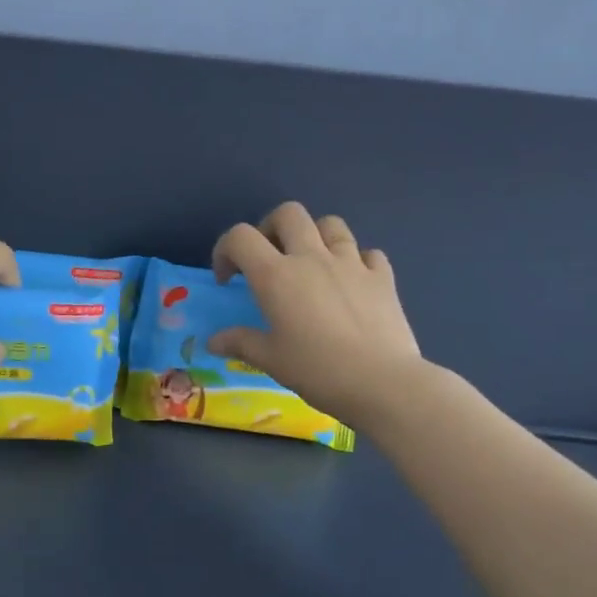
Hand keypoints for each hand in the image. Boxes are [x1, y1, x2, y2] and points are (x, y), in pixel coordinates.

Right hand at [208, 202, 421, 426]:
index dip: (226, 250)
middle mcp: (312, 258)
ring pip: (330, 224)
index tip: (228, 279)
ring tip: (312, 263)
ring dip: (315, 235)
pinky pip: (368, 253)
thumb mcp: (271, 360)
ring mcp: (351, 263)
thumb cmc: (318, 370)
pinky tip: (353, 282)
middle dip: (271, 228)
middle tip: (269, 257)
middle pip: (288, 214)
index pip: (240, 237)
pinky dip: (357, 261)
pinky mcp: (382, 277)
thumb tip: (213, 341)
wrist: (382, 382)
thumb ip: (240, 343)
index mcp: (276, 275)